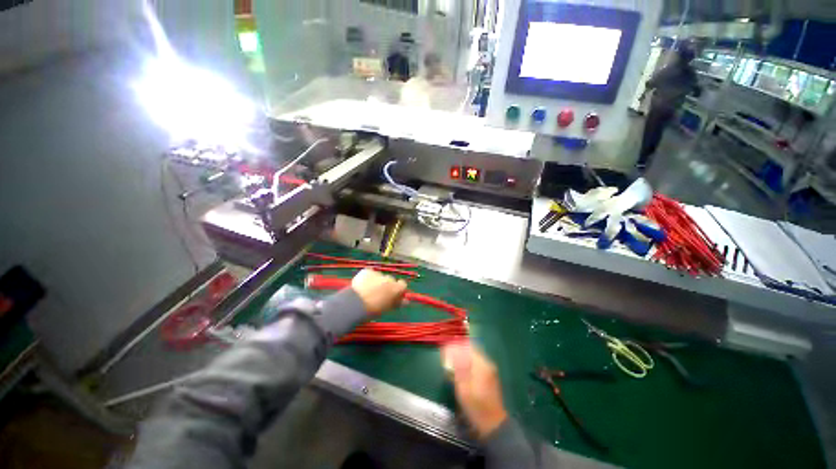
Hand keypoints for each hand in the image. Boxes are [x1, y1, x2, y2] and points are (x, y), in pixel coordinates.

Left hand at [350, 269, 407, 316]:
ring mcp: (378, 273)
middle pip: (390, 280)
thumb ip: (398, 303)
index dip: (397, 289)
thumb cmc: (374, 310)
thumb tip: (406, 301)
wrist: (356, 304)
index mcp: (397, 288)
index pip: (403, 285)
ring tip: (368, 290)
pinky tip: (361, 286)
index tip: (393, 294)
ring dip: (376, 281)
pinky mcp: (367, 271)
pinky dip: (367, 278)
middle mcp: (389, 279)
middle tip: (379, 294)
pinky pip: (369, 273)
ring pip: (379, 277)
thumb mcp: (388, 308)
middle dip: (386, 285)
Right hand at [441, 342, 507, 438]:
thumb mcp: (463, 388)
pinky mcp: (489, 377)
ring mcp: (489, 370)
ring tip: (451, 368)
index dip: (454, 346)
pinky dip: (466, 365)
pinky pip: (475, 364)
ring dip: (461, 359)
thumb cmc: (476, 407)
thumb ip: (458, 366)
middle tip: (446, 359)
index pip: (466, 346)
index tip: (444, 350)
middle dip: (457, 352)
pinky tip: (460, 374)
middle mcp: (487, 364)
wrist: (493, 425)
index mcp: (481, 364)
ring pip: (472, 357)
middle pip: (470, 350)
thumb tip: (452, 349)